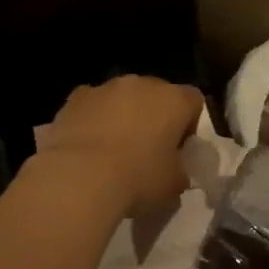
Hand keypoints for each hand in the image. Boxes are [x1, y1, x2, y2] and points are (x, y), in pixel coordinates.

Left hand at [37, 76, 203, 215]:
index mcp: (174, 100)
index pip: (194, 101)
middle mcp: (142, 84)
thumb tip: (175, 170)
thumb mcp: (174, 184)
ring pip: (122, 98)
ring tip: (114, 150)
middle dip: (155, 117)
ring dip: (124, 116)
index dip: (190, 124)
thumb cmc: (139, 179)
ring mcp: (105, 87)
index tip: (180, 148)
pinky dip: (94, 119)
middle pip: (157, 94)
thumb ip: (180, 170)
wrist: (80, 178)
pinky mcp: (74, 98)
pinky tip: (89, 146)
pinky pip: (93, 105)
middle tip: (149, 149)